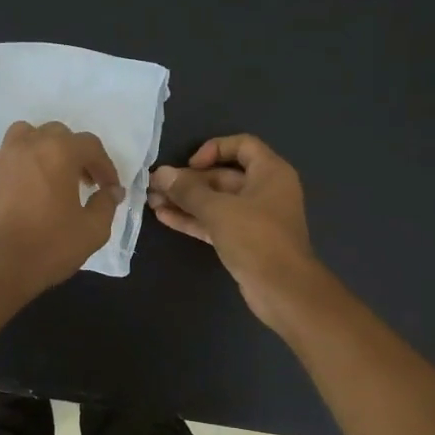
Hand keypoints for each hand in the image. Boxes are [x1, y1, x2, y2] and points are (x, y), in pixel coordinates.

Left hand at [0, 120, 121, 297]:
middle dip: (76, 154)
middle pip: (58, 134)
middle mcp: (30, 145)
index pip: (91, 146)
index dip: (105, 167)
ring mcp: (3, 158)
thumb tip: (112, 191)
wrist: (1, 268)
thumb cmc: (51, 246)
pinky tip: (17, 178)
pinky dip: (10, 161)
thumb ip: (106, 204)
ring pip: (25, 134)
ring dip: (42, 146)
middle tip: (84, 182)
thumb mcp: (93, 230)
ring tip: (50, 172)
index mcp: (60, 152)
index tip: (110, 189)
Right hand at [148, 134, 323, 327]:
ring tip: (152, 201)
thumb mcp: (219, 210)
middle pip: (223, 175)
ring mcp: (254, 218)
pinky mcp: (244, 241)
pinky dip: (193, 219)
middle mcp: (265, 190)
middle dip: (189, 181)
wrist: (282, 289)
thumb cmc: (256, 238)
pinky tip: (164, 217)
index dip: (214, 149)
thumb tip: (160, 173)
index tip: (190, 165)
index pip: (242, 145)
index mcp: (270, 172)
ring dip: (186, 201)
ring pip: (216, 202)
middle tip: (155, 185)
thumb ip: (188, 191)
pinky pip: (215, 222)